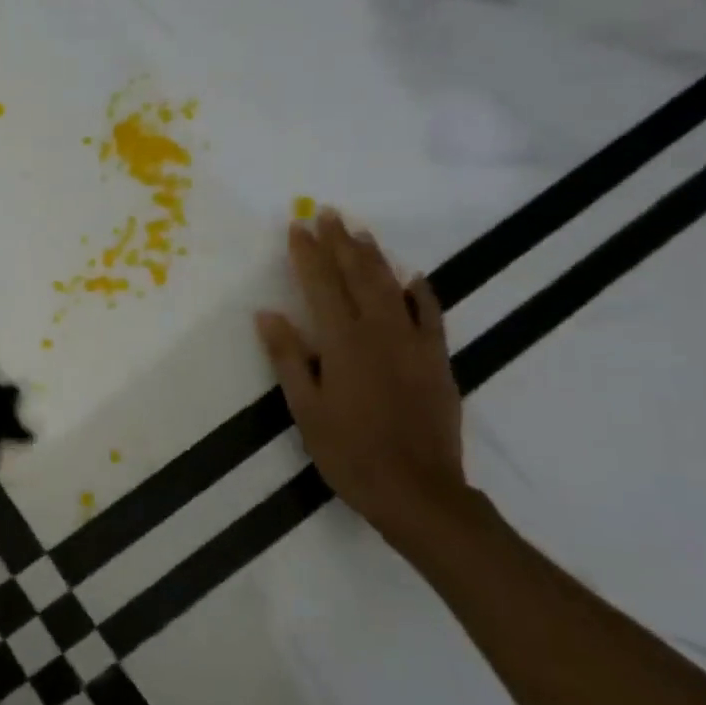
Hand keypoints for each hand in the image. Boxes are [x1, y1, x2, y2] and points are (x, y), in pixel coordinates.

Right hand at [255, 209, 465, 544]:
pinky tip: (414, 276)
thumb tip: (267, 314)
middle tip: (328, 213)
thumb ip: (288, 357)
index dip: (307, 254)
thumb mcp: (305, 409)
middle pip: (358, 276)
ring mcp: (414, 345)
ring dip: (375, 257)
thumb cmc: (349, 452)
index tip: (296, 225)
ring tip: (360, 231)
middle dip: (341, 243)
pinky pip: (431, 316)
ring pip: (393, 288)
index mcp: (343, 344)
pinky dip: (421, 292)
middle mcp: (381, 333)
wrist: (418, 491)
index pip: (320, 286)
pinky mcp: (438, 361)